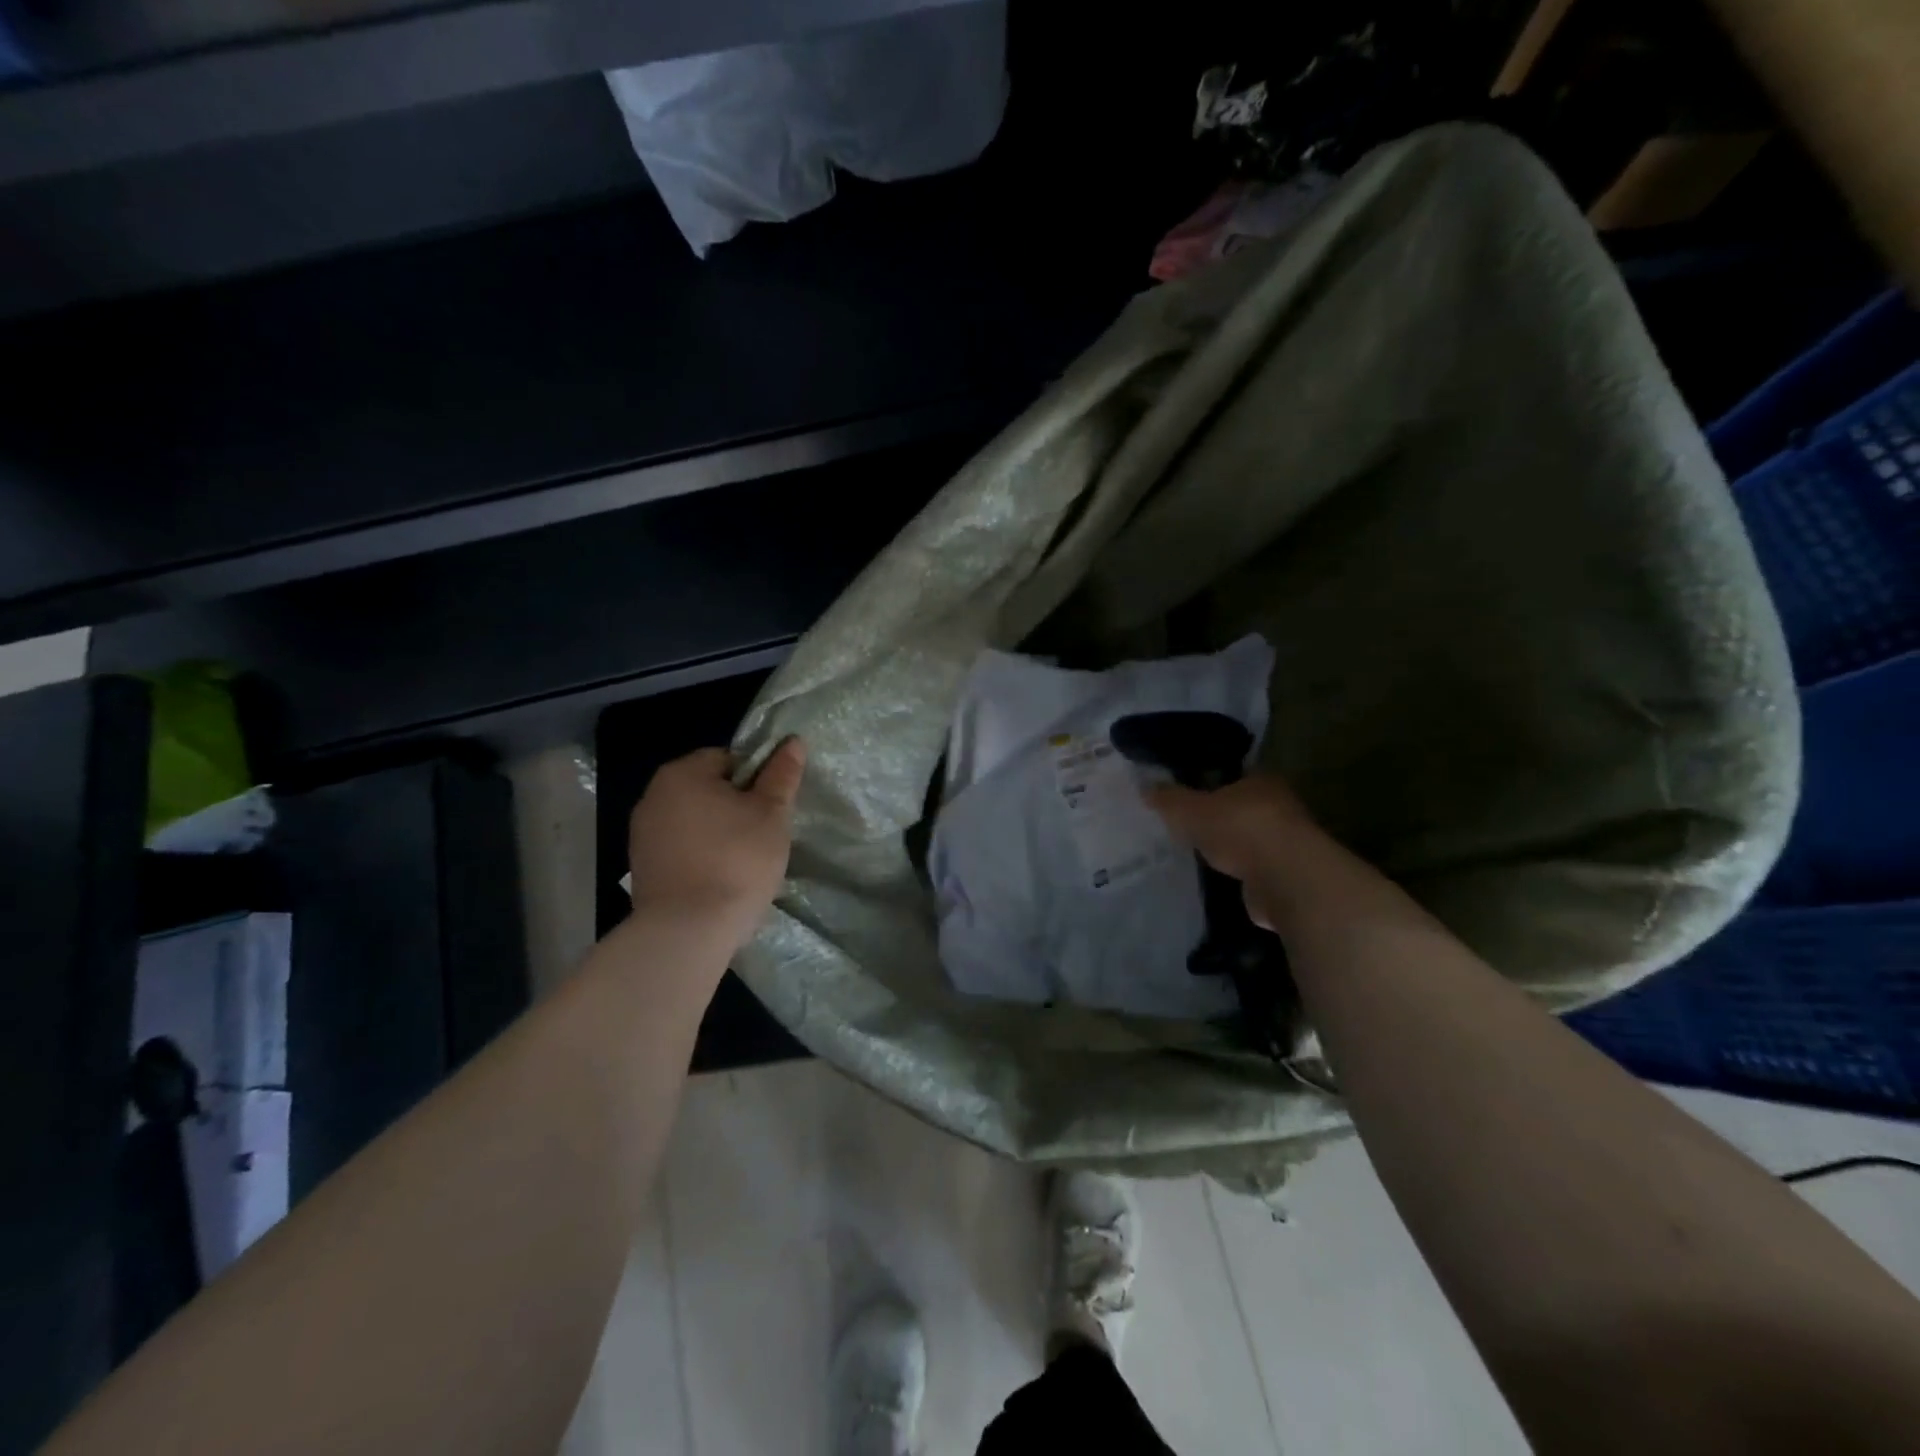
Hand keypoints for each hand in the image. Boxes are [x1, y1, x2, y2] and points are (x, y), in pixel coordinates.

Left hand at [627, 738, 806, 949]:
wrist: (688, 930)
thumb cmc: (736, 861)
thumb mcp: (772, 814)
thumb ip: (781, 775)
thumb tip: (793, 741)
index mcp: (682, 773)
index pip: (728, 758)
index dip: (756, 780)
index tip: (770, 809)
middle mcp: (653, 795)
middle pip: (708, 788)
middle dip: (735, 806)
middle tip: (762, 835)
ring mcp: (642, 832)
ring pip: (694, 820)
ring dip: (717, 831)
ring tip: (742, 861)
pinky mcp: (642, 866)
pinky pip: (681, 848)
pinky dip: (700, 855)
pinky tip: (718, 878)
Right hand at [1146, 773, 1327, 930]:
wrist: (1285, 879)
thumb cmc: (1240, 829)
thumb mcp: (1190, 809)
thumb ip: (1169, 799)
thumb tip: (1145, 787)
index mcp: (1262, 781)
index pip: (1234, 775)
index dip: (1211, 783)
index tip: (1189, 795)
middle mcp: (1280, 807)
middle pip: (1243, 808)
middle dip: (1220, 817)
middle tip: (1189, 826)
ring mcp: (1287, 843)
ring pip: (1251, 840)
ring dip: (1232, 848)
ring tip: (1201, 854)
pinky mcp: (1287, 876)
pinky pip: (1256, 869)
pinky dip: (1241, 874)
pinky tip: (1220, 879)